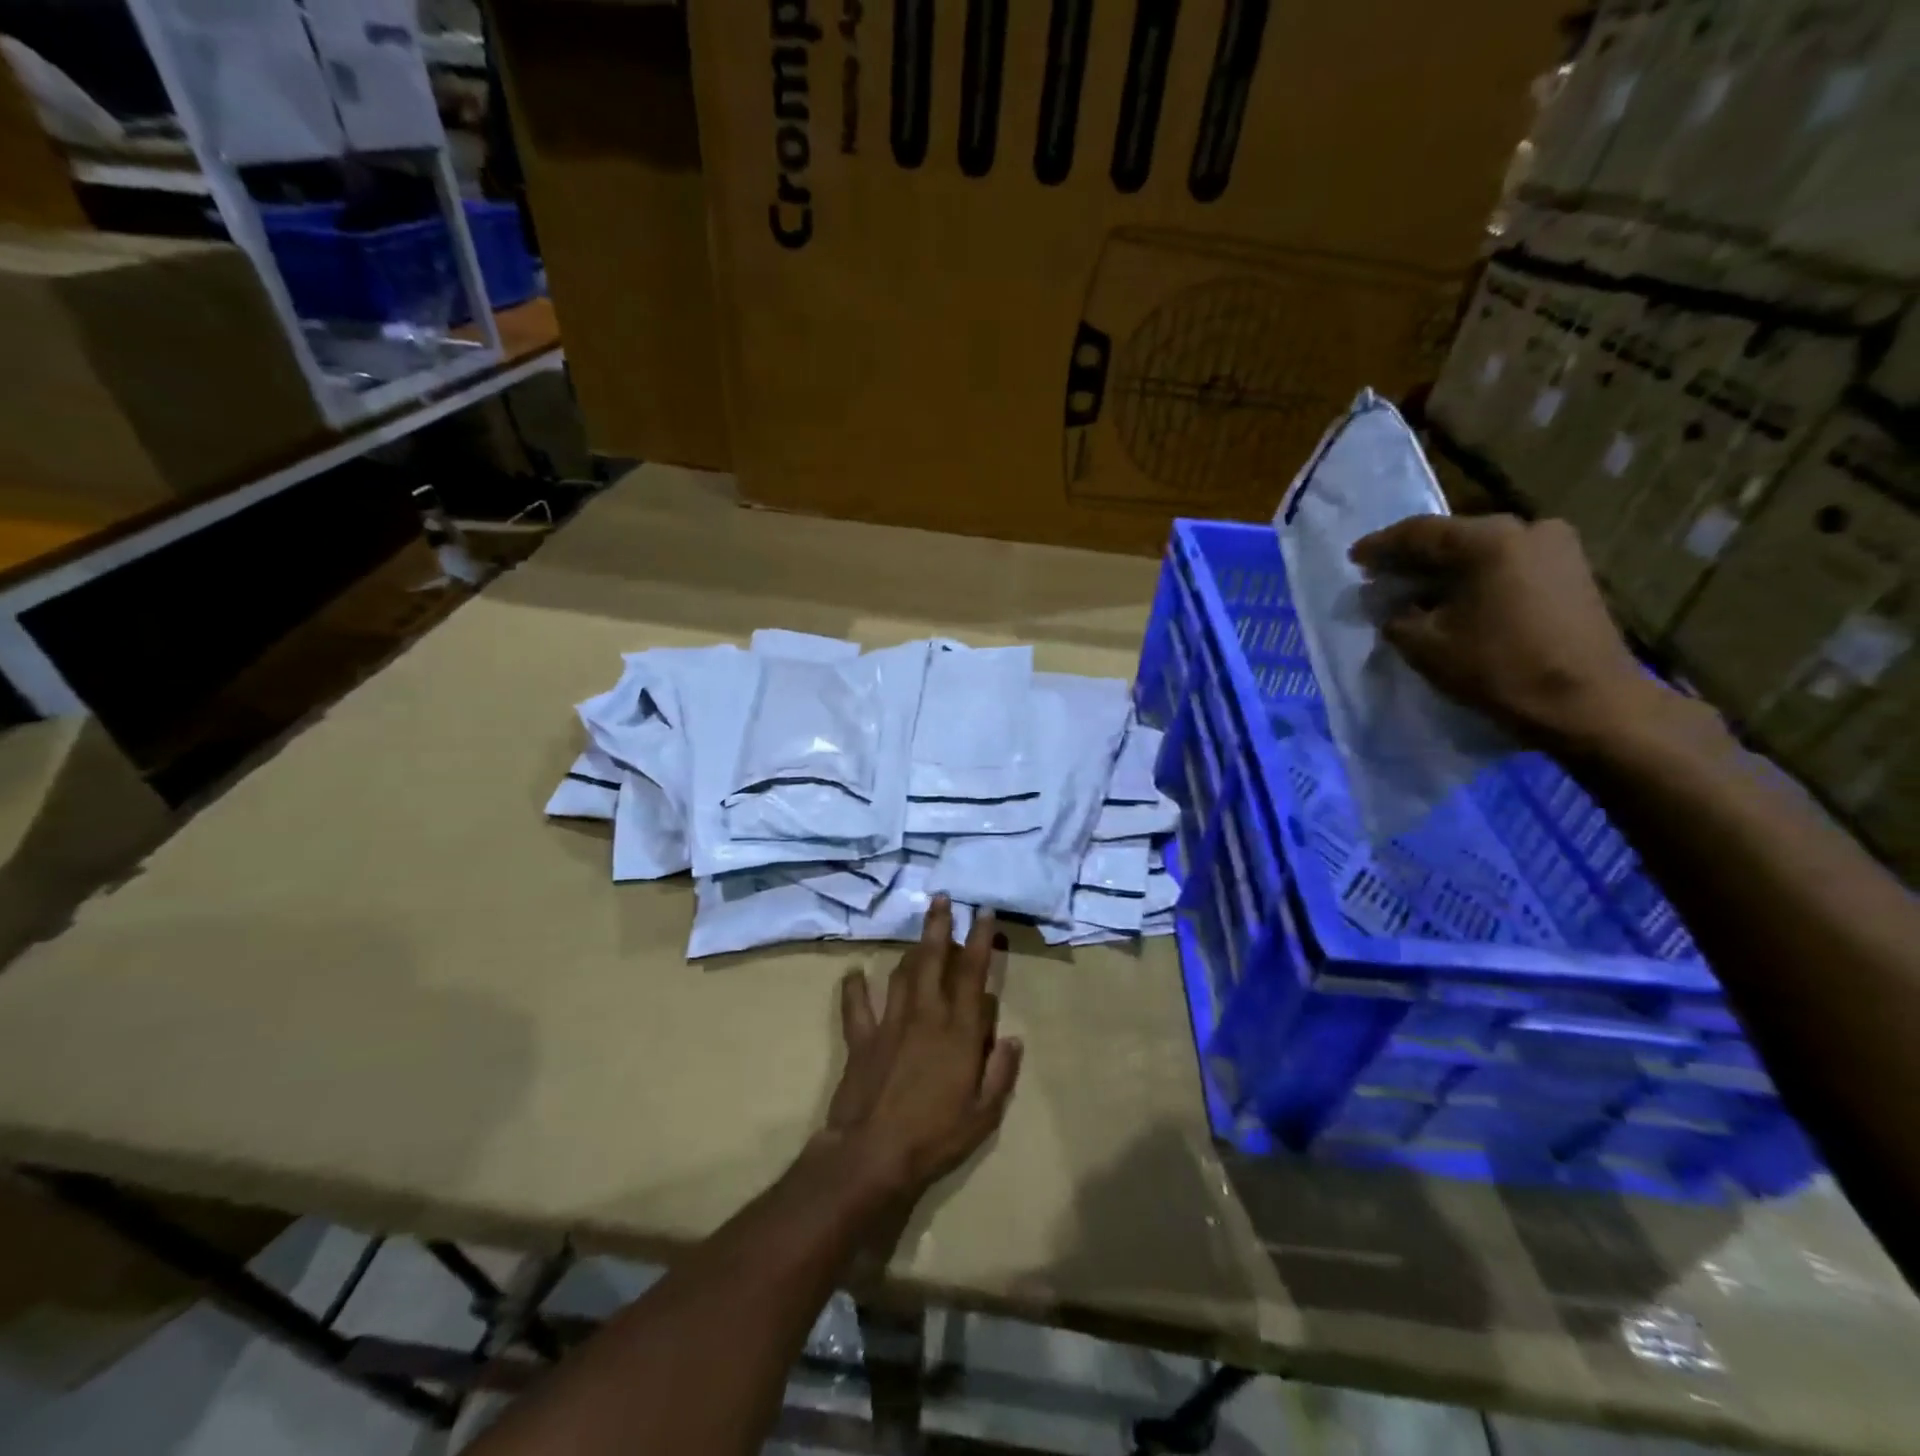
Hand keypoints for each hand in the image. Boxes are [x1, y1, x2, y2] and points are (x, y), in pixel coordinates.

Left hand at [821, 897, 1021, 1205]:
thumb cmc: (935, 1136)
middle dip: (938, 926)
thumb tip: (1010, 1038)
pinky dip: (854, 988)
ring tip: (918, 937)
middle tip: (941, 897)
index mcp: (958, 1030)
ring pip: (901, 974)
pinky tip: (854, 973)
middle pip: (933, 960)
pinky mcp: (862, 1038)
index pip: (972, 974)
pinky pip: (857, 1006)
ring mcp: (890, 1023)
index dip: (979, 939)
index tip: (982, 911)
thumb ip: (1000, 1073)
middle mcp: (926, 1015)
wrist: (872, 1155)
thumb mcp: (984, 1114)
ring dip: (910, 951)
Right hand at [1349, 514, 1678, 754]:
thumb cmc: (1498, 668)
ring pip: (1482, 551)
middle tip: (1381, 575)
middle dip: (1414, 557)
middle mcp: (1526, 528)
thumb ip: (1395, 617)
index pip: (1418, 532)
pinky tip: (1454, 598)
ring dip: (1445, 569)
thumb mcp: (1425, 645)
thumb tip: (1389, 605)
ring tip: (1414, 590)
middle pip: (1453, 537)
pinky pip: (1507, 564)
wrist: (1587, 702)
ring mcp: (1556, 547)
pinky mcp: (1571, 571)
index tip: (1354, 559)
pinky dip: (1475, 577)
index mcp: (1488, 539)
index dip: (1380, 547)